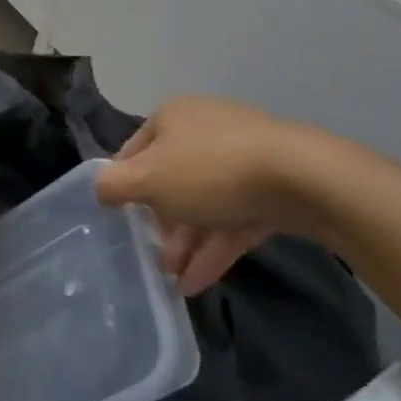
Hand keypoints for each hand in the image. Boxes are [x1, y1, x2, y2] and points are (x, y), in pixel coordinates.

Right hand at [95, 96, 310, 295]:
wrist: (301, 178)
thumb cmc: (210, 170)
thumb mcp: (148, 178)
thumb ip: (114, 185)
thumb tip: (99, 189)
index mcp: (172, 118)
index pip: (134, 151)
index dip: (124, 186)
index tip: (121, 220)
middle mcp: (203, 131)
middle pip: (171, 180)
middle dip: (161, 223)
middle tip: (154, 257)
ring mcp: (240, 158)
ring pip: (203, 203)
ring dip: (186, 242)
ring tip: (175, 279)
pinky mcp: (270, 188)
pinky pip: (232, 219)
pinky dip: (214, 248)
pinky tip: (198, 283)